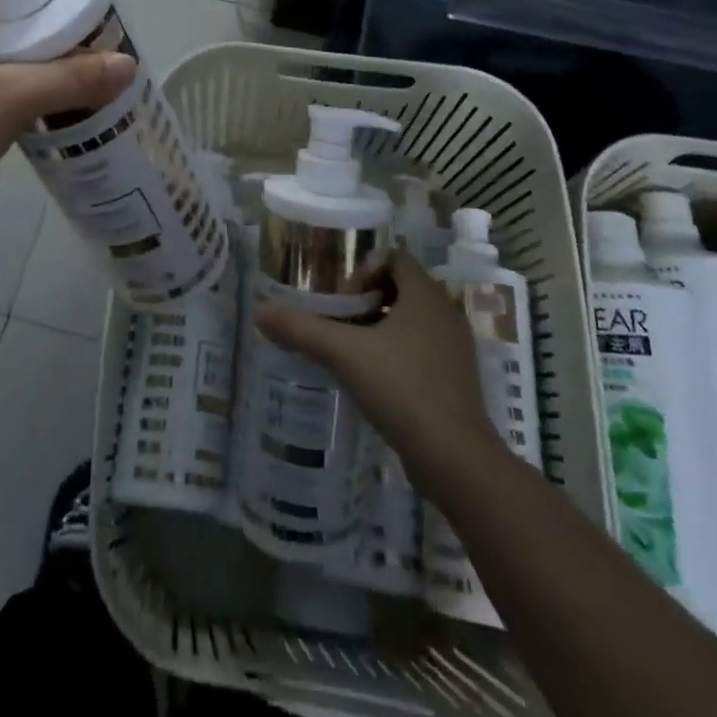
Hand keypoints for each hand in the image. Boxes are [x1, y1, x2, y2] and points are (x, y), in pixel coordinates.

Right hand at [255, 251, 499, 499]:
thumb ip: (302, 330)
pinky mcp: (457, 378)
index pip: (395, 257)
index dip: (364, 271)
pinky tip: (376, 381)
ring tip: (352, 353)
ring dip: (381, 327)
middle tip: (341, 325)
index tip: (343, 302)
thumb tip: (260, 311)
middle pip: (401, 287)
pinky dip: (398, 353)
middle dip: (367, 300)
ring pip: (412, 320)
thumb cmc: (402, 389)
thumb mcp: (344, 354)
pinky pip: (423, 348)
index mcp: (426, 295)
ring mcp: (455, 347)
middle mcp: (445, 312)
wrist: (456, 459)